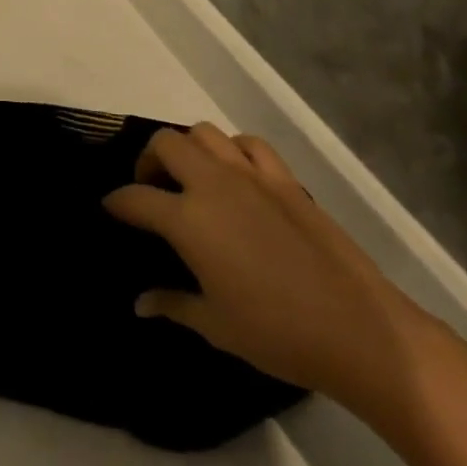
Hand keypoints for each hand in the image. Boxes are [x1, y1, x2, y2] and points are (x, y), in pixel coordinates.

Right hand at [104, 124, 433, 417]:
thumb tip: (140, 302)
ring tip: (191, 177)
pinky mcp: (285, 178)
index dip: (117, 202)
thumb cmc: (277, 333)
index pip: (136, 198)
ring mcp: (251, 175)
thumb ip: (172, 304)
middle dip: (148, 160)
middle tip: (151, 189)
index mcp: (188, 219)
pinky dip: (233, 150)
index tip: (110, 208)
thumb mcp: (215, 325)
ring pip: (205, 132)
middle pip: (165, 144)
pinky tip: (237, 175)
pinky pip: (249, 144)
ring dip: (188, 148)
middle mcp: (213, 183)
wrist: (356, 328)